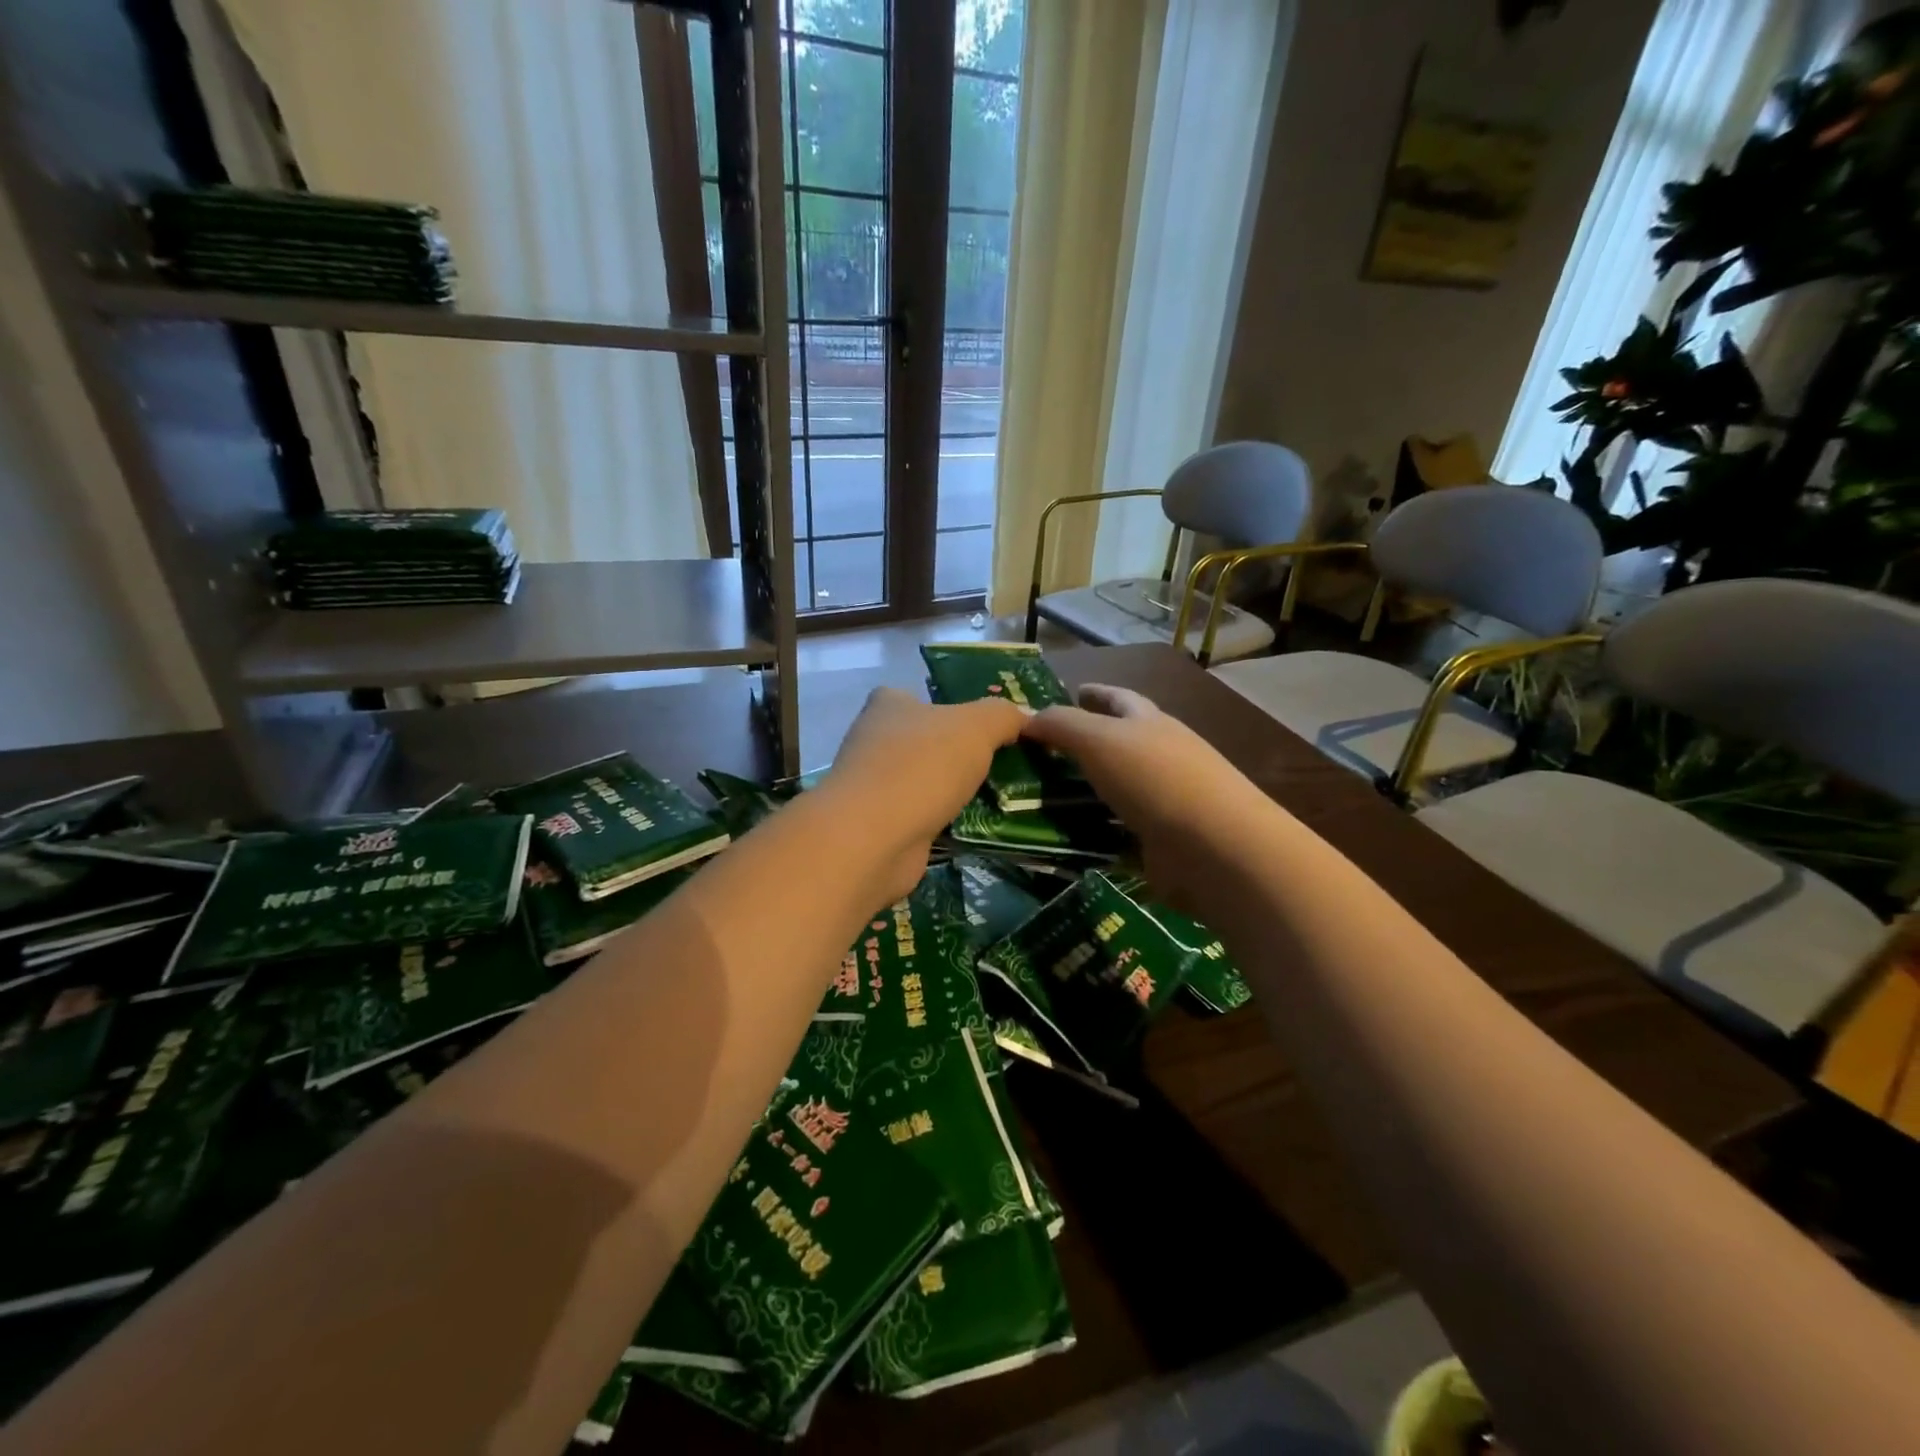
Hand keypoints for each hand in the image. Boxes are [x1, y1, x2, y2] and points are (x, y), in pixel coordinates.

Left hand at [823, 687, 1025, 899]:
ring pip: (923, 781)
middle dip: (957, 755)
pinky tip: (972, 828)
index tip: (989, 731)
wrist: (873, 838)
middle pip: (924, 741)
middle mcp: (874, 740)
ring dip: (951, 791)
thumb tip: (1024, 719)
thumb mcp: (977, 727)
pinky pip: (920, 816)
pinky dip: (942, 821)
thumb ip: (1003, 716)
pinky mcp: (878, 825)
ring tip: (998, 800)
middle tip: (1004, 767)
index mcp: (889, 704)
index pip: (921, 697)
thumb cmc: (922, 766)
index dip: (953, 709)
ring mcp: (873, 786)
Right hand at [1022, 684, 1267, 908]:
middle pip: (1117, 743)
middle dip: (1085, 743)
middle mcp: (1159, 756)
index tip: (1071, 692)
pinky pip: (1115, 830)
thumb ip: (1062, 724)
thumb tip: (1027, 718)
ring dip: (1083, 791)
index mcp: (1149, 723)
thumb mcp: (1099, 739)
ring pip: (1113, 789)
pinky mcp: (1159, 841)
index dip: (1094, 693)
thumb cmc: (1155, 779)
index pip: (1117, 698)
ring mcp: (1162, 800)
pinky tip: (1063, 837)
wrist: (1215, 847)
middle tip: (1041, 752)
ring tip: (1039, 797)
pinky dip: (1091, 832)